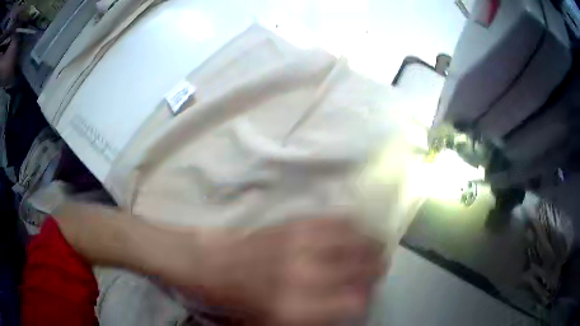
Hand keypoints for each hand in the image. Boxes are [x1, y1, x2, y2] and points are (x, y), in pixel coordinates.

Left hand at [169, 218, 385, 324]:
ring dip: (371, 245)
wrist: (206, 265)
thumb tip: (343, 310)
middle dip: (376, 270)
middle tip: (377, 271)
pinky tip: (356, 227)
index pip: (356, 303)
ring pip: (356, 240)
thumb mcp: (270, 325)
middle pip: (362, 269)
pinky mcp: (293, 224)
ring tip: (375, 247)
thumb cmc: (235, 303)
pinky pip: (335, 220)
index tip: (366, 299)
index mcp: (298, 309)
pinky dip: (352, 224)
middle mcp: (306, 276)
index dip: (367, 301)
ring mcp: (301, 246)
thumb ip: (311, 321)